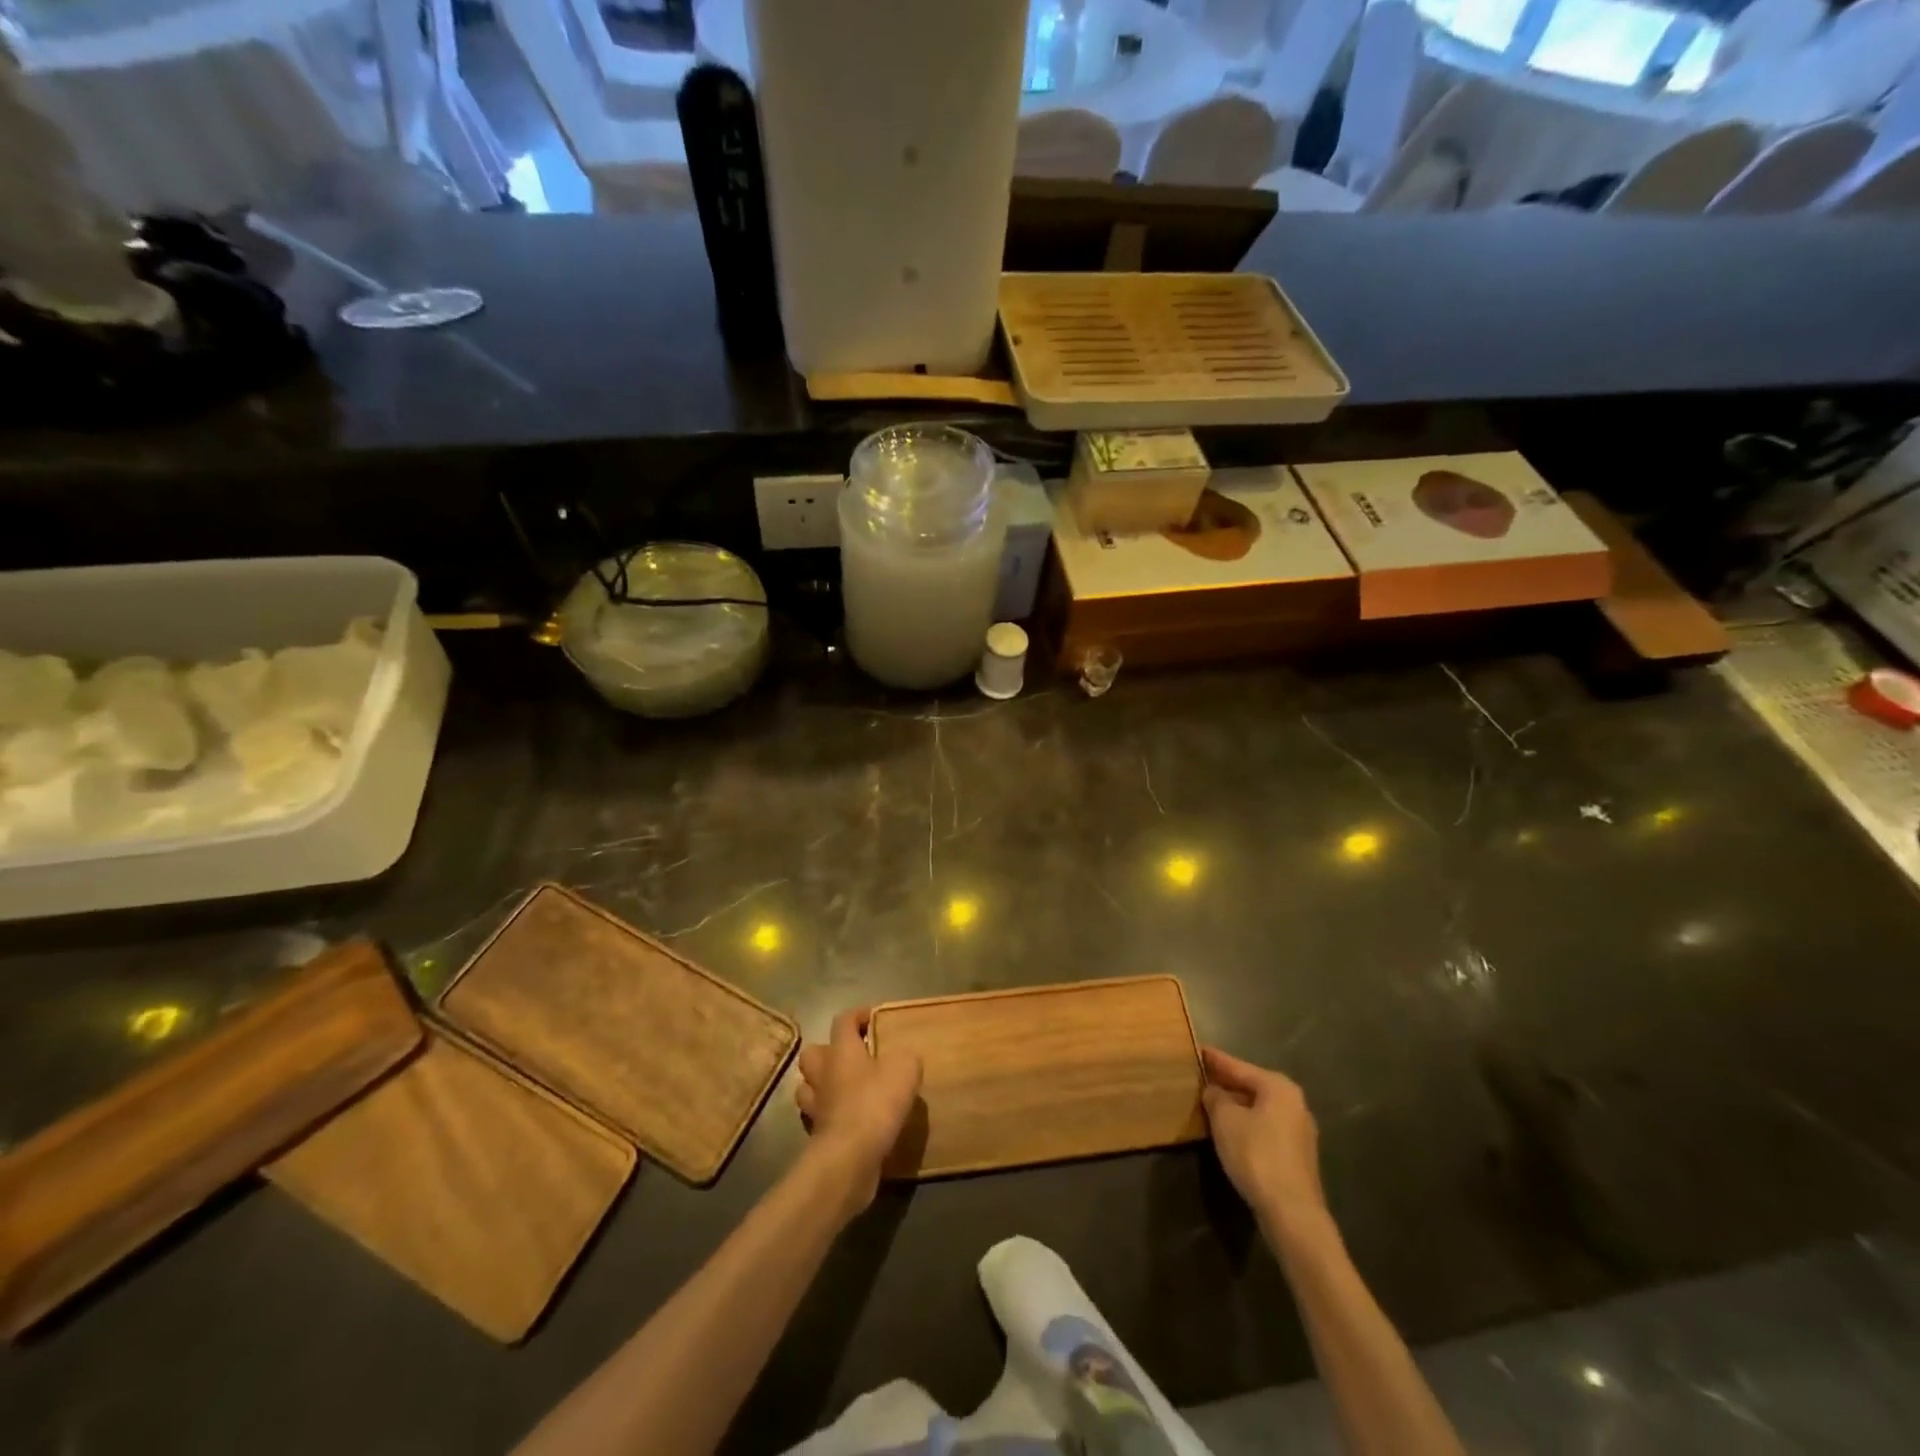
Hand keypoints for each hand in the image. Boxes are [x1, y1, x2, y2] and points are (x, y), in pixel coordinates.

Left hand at [795, 1009, 922, 1214]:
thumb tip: (902, 1059)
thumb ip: (905, 1058)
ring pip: (809, 1087)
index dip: (857, 1015)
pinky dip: (831, 1115)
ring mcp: (816, 1106)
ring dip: (823, 1085)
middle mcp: (823, 1073)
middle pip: (813, 1053)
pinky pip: (819, 1117)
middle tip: (852, 1057)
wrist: (850, 1156)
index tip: (873, 1016)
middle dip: (829, 1051)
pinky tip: (850, 1120)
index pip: (843, 1020)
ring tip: (846, 1089)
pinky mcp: (817, 1135)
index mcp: (842, 1050)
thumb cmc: (876, 1102)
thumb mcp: (905, 1069)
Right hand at [1201, 1046, 1330, 1247]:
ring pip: (1259, 1108)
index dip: (1215, 1059)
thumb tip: (1213, 1090)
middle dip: (1226, 1083)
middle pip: (1252, 1086)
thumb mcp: (1225, 1120)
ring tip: (1210, 1103)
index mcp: (1278, 1087)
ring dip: (1236, 1106)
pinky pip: (1265, 1127)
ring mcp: (1299, 1131)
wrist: (1292, 1212)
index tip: (1197, 1049)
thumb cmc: (1256, 1155)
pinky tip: (1230, 1131)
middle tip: (1200, 1076)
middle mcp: (1294, 1103)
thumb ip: (1215, 1097)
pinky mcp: (1297, 1155)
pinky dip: (1247, 1124)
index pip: (1238, 1066)